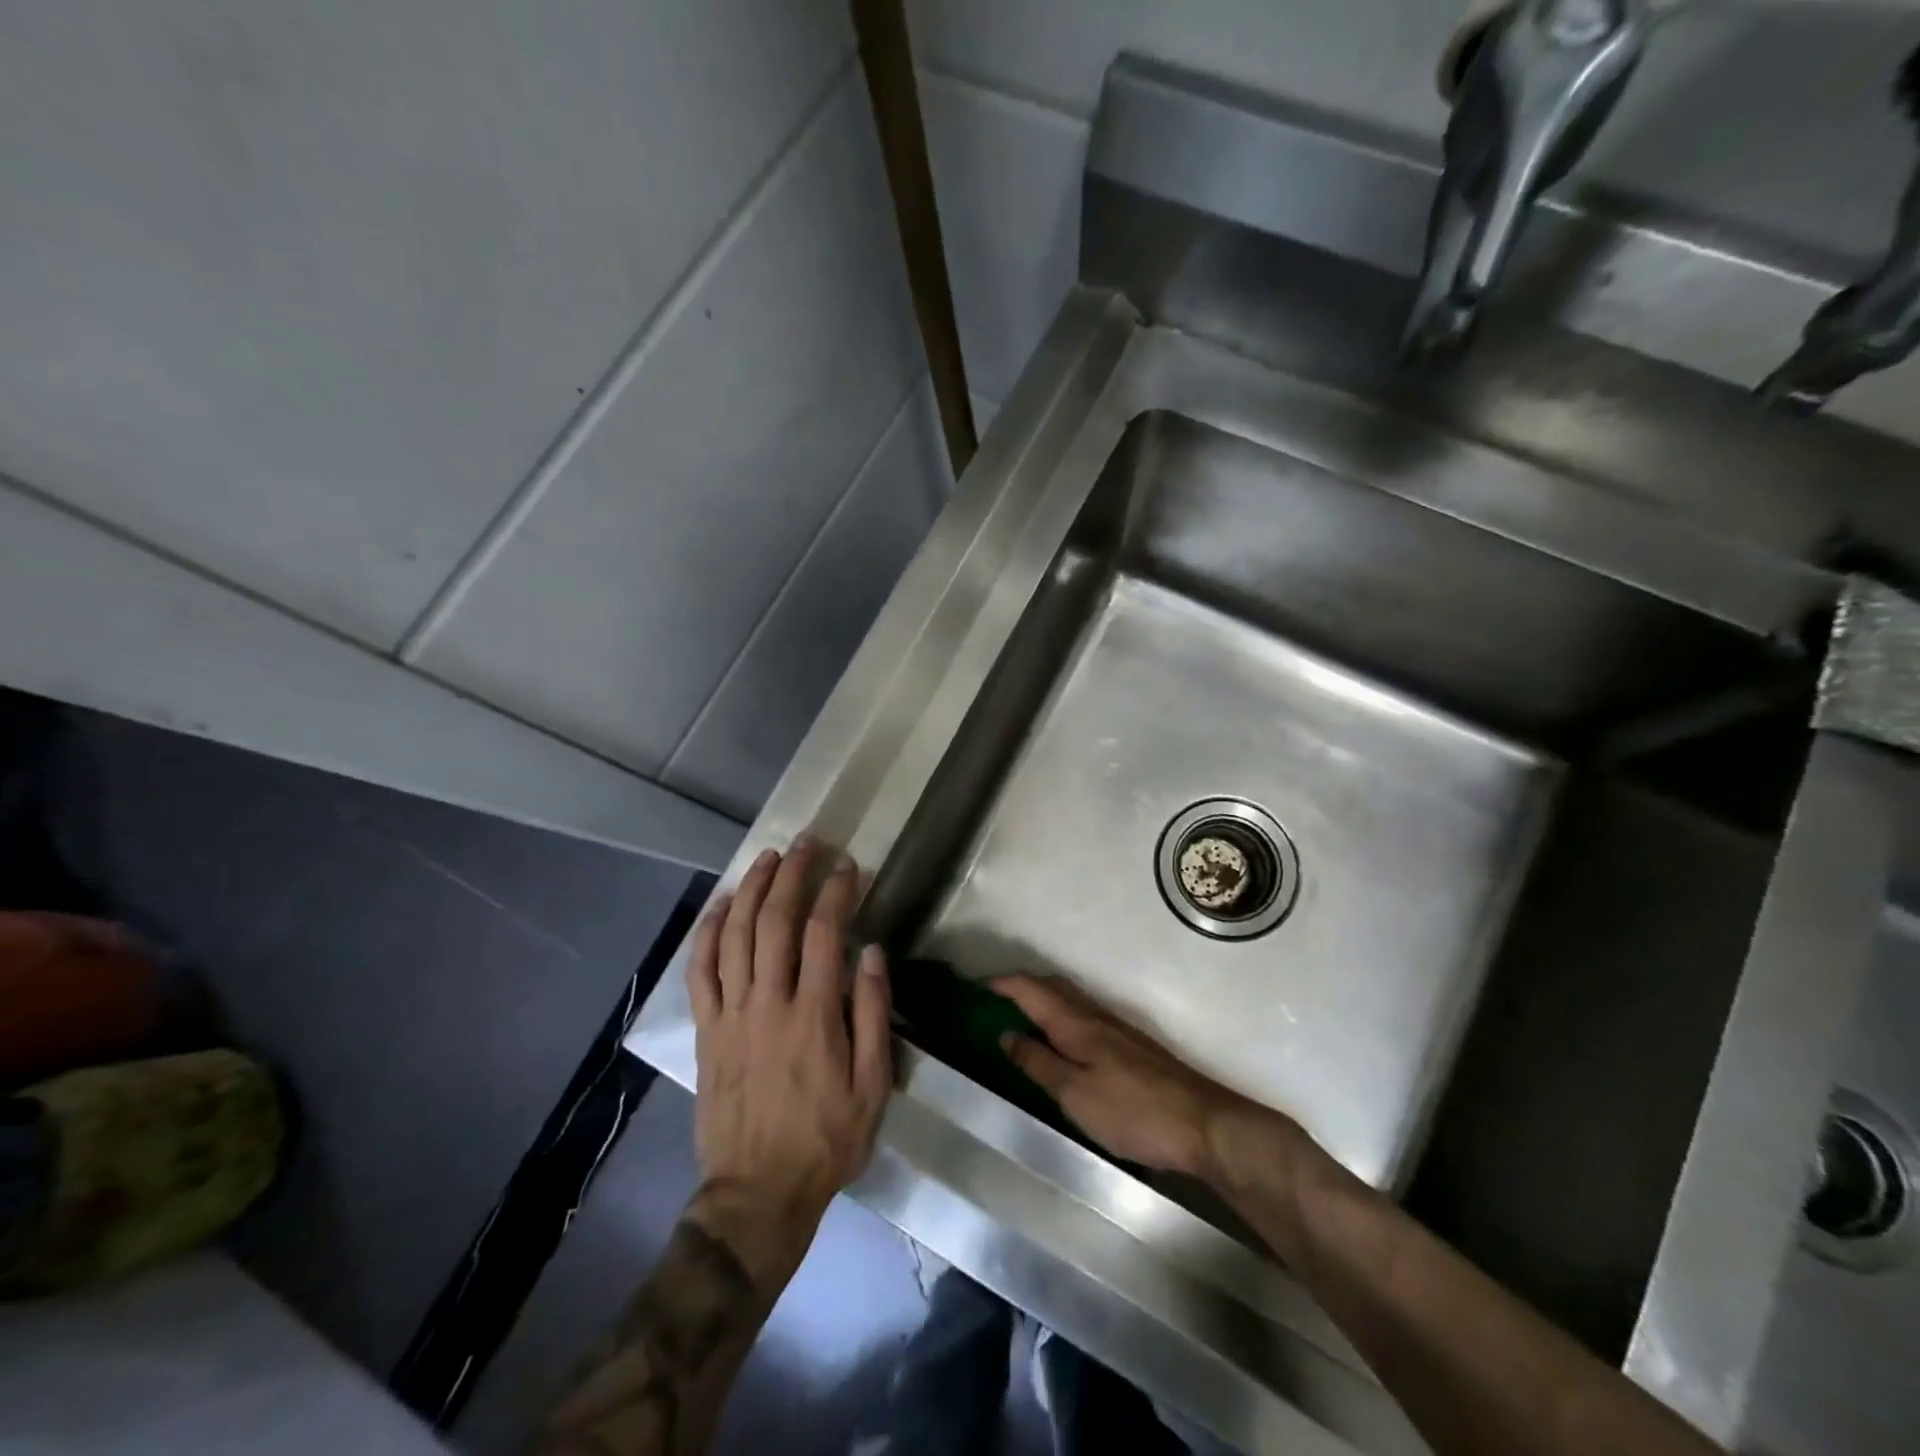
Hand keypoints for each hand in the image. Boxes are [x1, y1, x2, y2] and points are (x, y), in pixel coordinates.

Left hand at [686, 839, 892, 1246]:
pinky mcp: (706, 1030)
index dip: (836, 892)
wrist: (757, 1193)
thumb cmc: (825, 1140)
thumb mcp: (871, 1087)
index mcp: (813, 1016)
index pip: (823, 934)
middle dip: (792, 875)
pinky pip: (700, 971)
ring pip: (735, 936)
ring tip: (767, 857)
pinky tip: (721, 905)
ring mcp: (731, 1015)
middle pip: (774, 922)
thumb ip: (872, 1015)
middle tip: (806, 843)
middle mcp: (768, 1003)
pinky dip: (708, 932)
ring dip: (750, 890)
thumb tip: (869, 953)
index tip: (848, 866)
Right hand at [991, 974, 1276, 1180]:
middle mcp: (1094, 1016)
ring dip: (1041, 1000)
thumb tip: (1006, 1034)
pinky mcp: (1130, 1047)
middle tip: (992, 1001)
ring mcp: (1116, 1029)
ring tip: (1018, 1018)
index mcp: (1075, 1022)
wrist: (1202, 1124)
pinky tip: (1059, 1042)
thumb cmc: (1131, 1110)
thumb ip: (1038, 1062)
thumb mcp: (1074, 1094)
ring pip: (1069, 1001)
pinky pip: (1083, 1017)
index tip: (975, 986)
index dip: (1002, 984)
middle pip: (1051, 987)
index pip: (1031, 989)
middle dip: (1020, 987)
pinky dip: (1060, 1018)